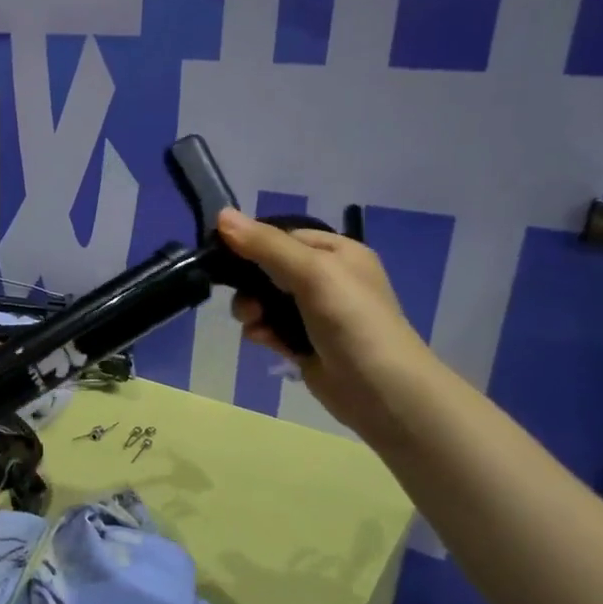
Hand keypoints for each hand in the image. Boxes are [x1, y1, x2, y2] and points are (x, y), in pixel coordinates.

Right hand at [216, 209, 434, 436]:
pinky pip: (271, 328)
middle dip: (249, 284)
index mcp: (338, 252)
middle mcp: (328, 278)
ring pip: (266, 300)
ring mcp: (316, 313)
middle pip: (269, 269)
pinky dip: (262, 332)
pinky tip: (262, 341)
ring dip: (252, 310)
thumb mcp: (312, 272)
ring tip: (253, 324)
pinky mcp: (305, 343)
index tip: (224, 258)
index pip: (283, 236)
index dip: (252, 244)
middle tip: (246, 302)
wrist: (380, 389)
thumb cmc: (351, 320)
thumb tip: (222, 214)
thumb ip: (266, 245)